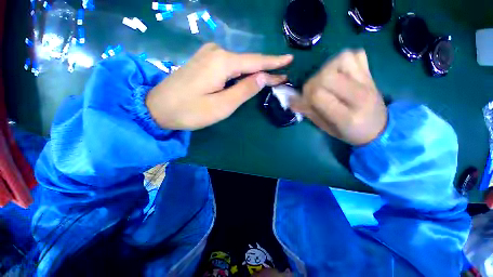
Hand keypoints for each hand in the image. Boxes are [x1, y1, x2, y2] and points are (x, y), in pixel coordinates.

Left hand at [146, 43, 292, 129]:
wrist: (158, 108)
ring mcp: (208, 56)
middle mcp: (216, 53)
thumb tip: (263, 77)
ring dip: (253, 72)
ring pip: (239, 64)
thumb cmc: (190, 111)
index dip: (273, 63)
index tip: (289, 61)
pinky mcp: (204, 62)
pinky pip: (229, 66)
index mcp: (222, 62)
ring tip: (269, 79)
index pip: (255, 62)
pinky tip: (247, 78)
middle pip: (248, 62)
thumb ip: (244, 90)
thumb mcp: (222, 105)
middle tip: (281, 77)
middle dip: (265, 70)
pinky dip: (241, 73)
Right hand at [290, 49, 386, 145]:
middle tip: (313, 91)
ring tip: (326, 81)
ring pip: (340, 60)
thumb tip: (291, 101)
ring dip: (326, 69)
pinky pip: (355, 54)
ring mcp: (368, 82)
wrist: (379, 128)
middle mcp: (359, 96)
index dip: (304, 96)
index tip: (302, 101)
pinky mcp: (371, 73)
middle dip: (312, 83)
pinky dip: (343, 60)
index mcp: (347, 117)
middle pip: (326, 76)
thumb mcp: (326, 128)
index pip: (317, 95)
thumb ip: (309, 113)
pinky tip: (339, 72)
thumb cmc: (349, 132)